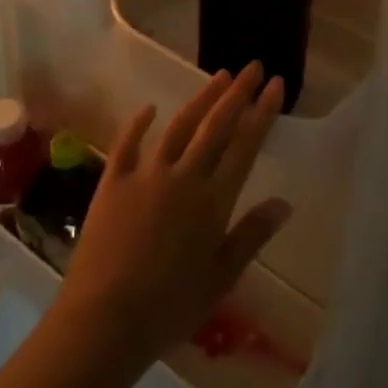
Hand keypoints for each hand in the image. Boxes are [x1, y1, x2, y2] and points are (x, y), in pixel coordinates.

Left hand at [52, 64, 291, 377]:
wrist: (103, 322)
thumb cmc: (168, 308)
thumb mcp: (220, 279)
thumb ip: (251, 236)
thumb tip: (284, 202)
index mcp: (213, 201)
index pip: (245, 145)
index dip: (262, 112)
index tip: (276, 85)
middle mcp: (183, 176)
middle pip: (216, 126)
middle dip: (238, 93)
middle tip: (254, 66)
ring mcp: (146, 174)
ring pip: (180, 125)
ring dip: (201, 99)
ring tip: (219, 75)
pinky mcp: (113, 181)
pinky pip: (128, 143)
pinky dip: (139, 122)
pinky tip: (149, 107)